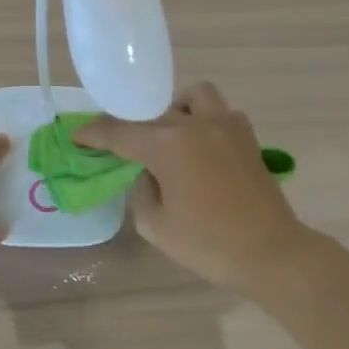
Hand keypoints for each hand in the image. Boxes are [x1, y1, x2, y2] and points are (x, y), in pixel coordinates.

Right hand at [77, 83, 311, 295]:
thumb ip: (141, 191)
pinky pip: (219, 112)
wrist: (271, 253)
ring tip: (169, 136)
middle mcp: (195, 125)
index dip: (93, 134)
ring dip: (175, 109)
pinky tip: (199, 148)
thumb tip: (146, 173)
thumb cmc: (208, 244)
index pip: (119, 132)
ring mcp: (225, 126)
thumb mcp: (155, 225)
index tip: (77, 136)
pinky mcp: (247, 137)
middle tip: (120, 145)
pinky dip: (203, 121)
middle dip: (130, 126)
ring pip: (193, 96)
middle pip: (152, 113)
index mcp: (168, 146)